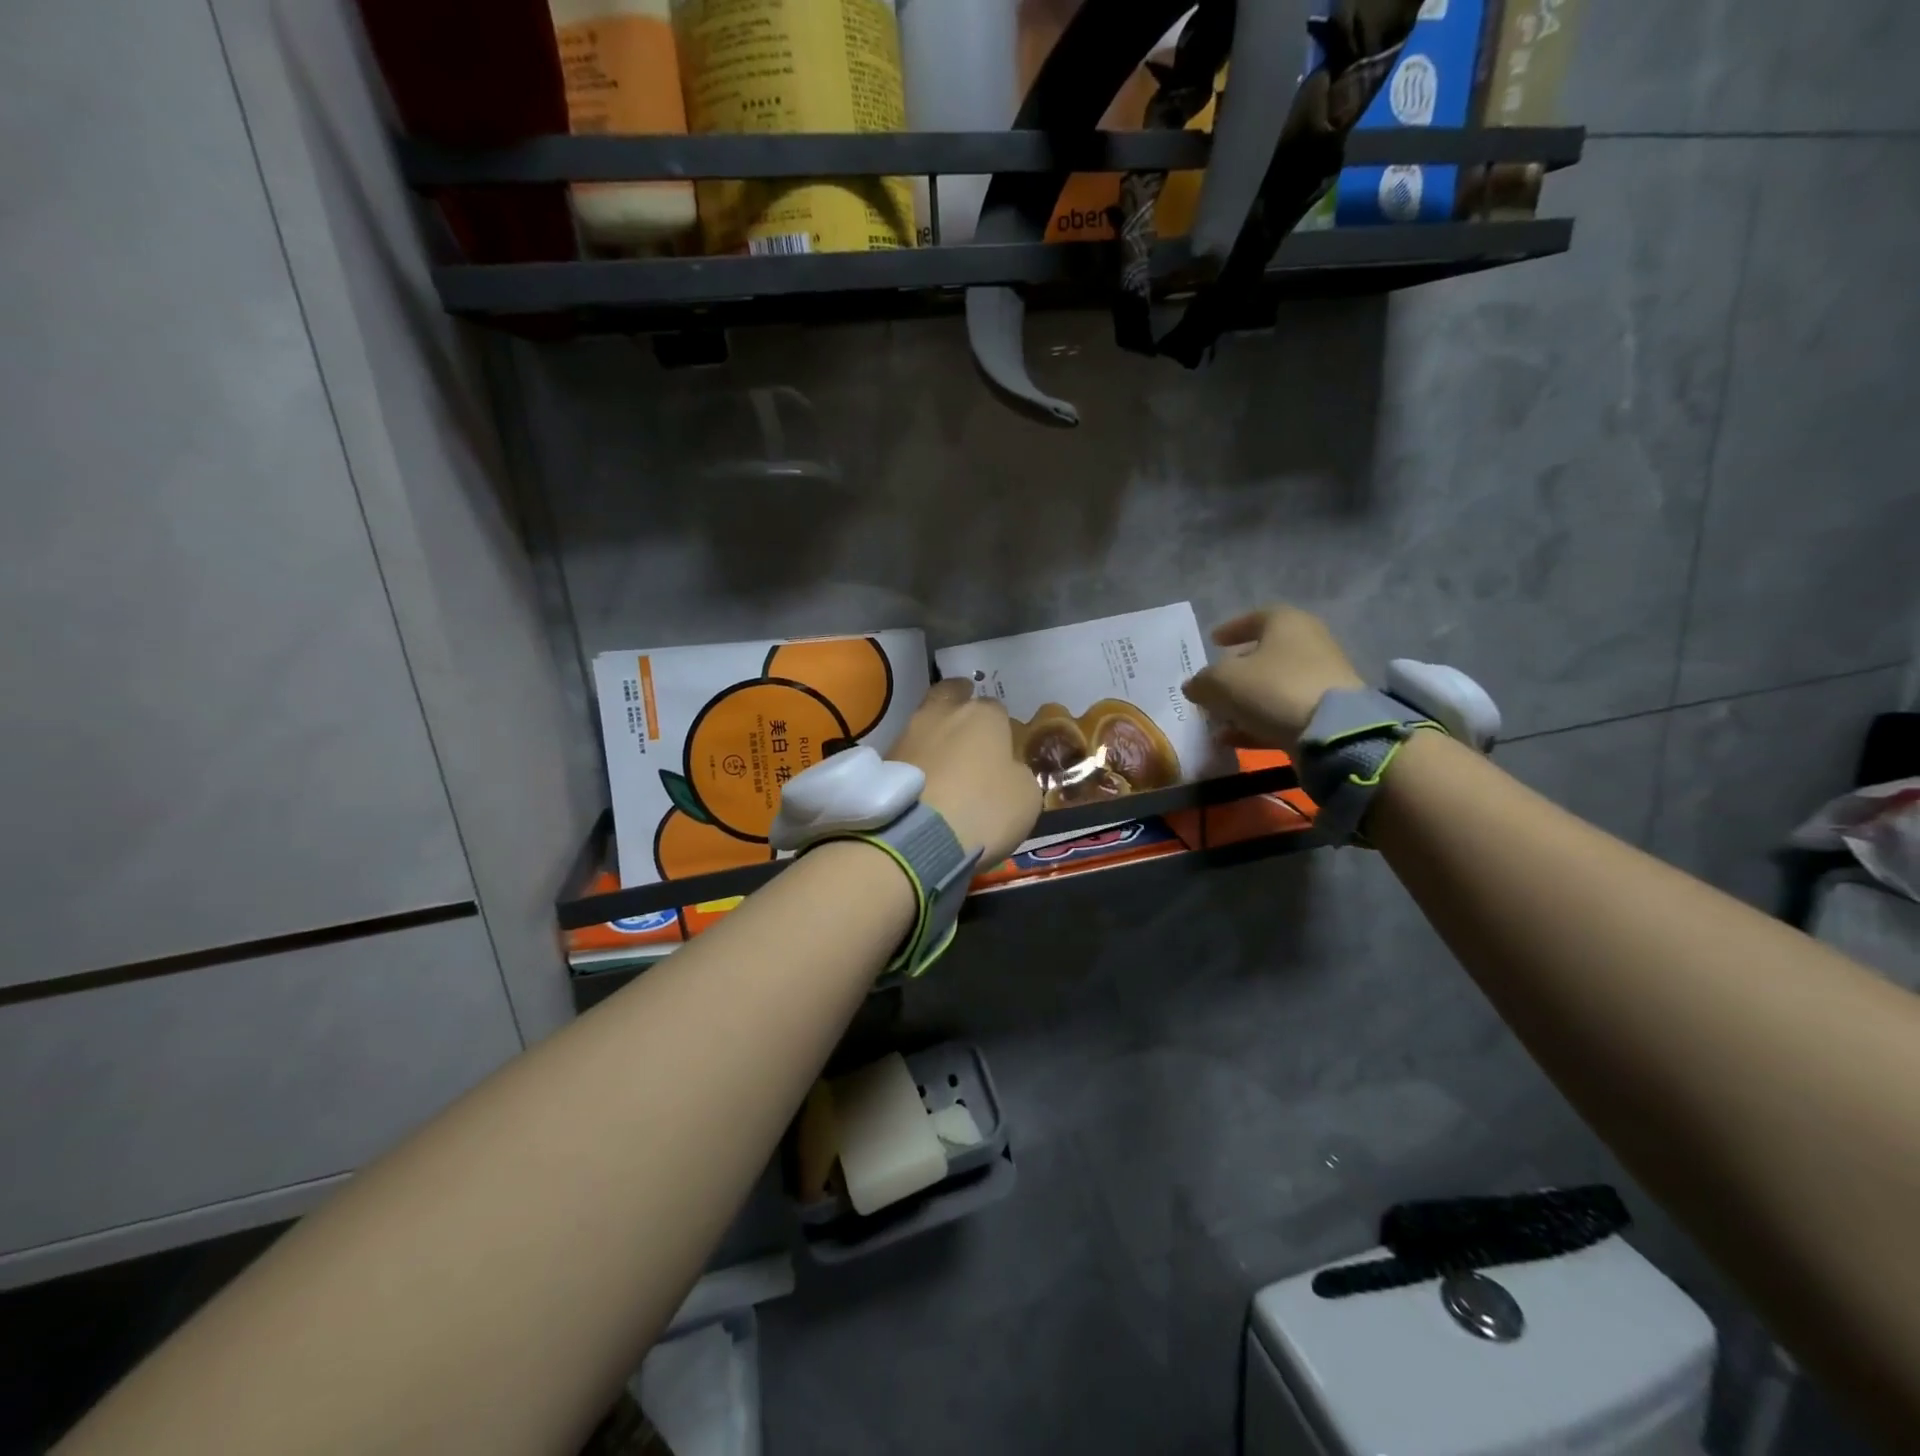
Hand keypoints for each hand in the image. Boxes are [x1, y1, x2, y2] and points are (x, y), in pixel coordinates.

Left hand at [890, 679, 1041, 864]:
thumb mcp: (1025, 797)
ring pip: (924, 724)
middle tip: (967, 724)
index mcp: (983, 715)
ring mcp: (907, 735)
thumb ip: (1017, 773)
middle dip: (958, 702)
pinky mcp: (882, 761)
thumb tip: (1006, 770)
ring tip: (943, 761)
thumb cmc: (983, 809)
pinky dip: (916, 762)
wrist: (916, 837)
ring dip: (934, 736)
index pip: (996, 706)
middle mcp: (942, 714)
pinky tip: (924, 782)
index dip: (1000, 725)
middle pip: (950, 695)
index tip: (1002, 744)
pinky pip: (908, 754)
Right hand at [1181, 605, 1363, 753]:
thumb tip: (1193, 686)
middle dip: (1236, 671)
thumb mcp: (1221, 682)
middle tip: (1214, 685)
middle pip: (1265, 654)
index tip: (1213, 641)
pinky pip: (1285, 712)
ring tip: (1218, 719)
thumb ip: (1202, 682)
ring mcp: (1321, 679)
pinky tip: (1234, 739)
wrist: (1333, 730)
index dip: (1231, 629)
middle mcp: (1309, 643)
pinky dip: (1259, 722)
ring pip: (1273, 686)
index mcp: (1286, 623)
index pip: (1255, 617)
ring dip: (1244, 702)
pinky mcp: (1327, 712)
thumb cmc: (1272, 688)